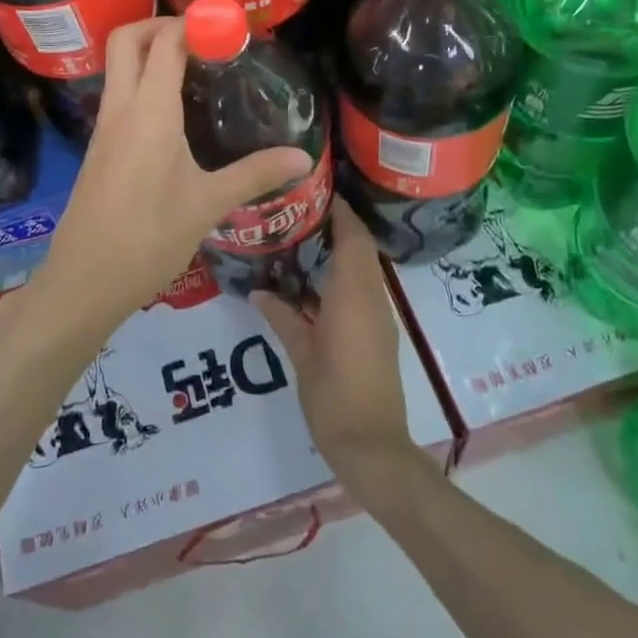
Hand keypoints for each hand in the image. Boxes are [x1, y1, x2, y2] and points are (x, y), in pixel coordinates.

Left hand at [36, 17, 311, 337]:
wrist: (86, 278)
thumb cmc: (149, 237)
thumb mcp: (208, 204)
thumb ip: (256, 174)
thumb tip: (303, 158)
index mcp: (149, 111)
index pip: (165, 42)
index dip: (194, 23)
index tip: (228, 26)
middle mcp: (120, 107)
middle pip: (126, 39)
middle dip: (160, 24)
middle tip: (202, 38)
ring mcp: (104, 126)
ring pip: (118, 66)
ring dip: (149, 52)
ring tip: (196, 68)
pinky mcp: (99, 146)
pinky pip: (118, 94)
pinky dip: (142, 82)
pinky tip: (174, 112)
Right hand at [251, 202, 419, 493]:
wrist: (373, 447)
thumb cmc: (333, 396)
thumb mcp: (301, 354)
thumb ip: (282, 317)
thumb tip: (259, 291)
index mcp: (353, 295)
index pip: (353, 237)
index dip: (340, 210)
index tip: (315, 190)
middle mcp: (371, 298)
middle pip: (361, 247)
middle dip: (338, 224)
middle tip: (300, 210)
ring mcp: (379, 317)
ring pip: (363, 268)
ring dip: (341, 249)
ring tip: (302, 237)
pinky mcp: (378, 333)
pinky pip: (363, 289)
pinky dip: (344, 274)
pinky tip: (314, 280)